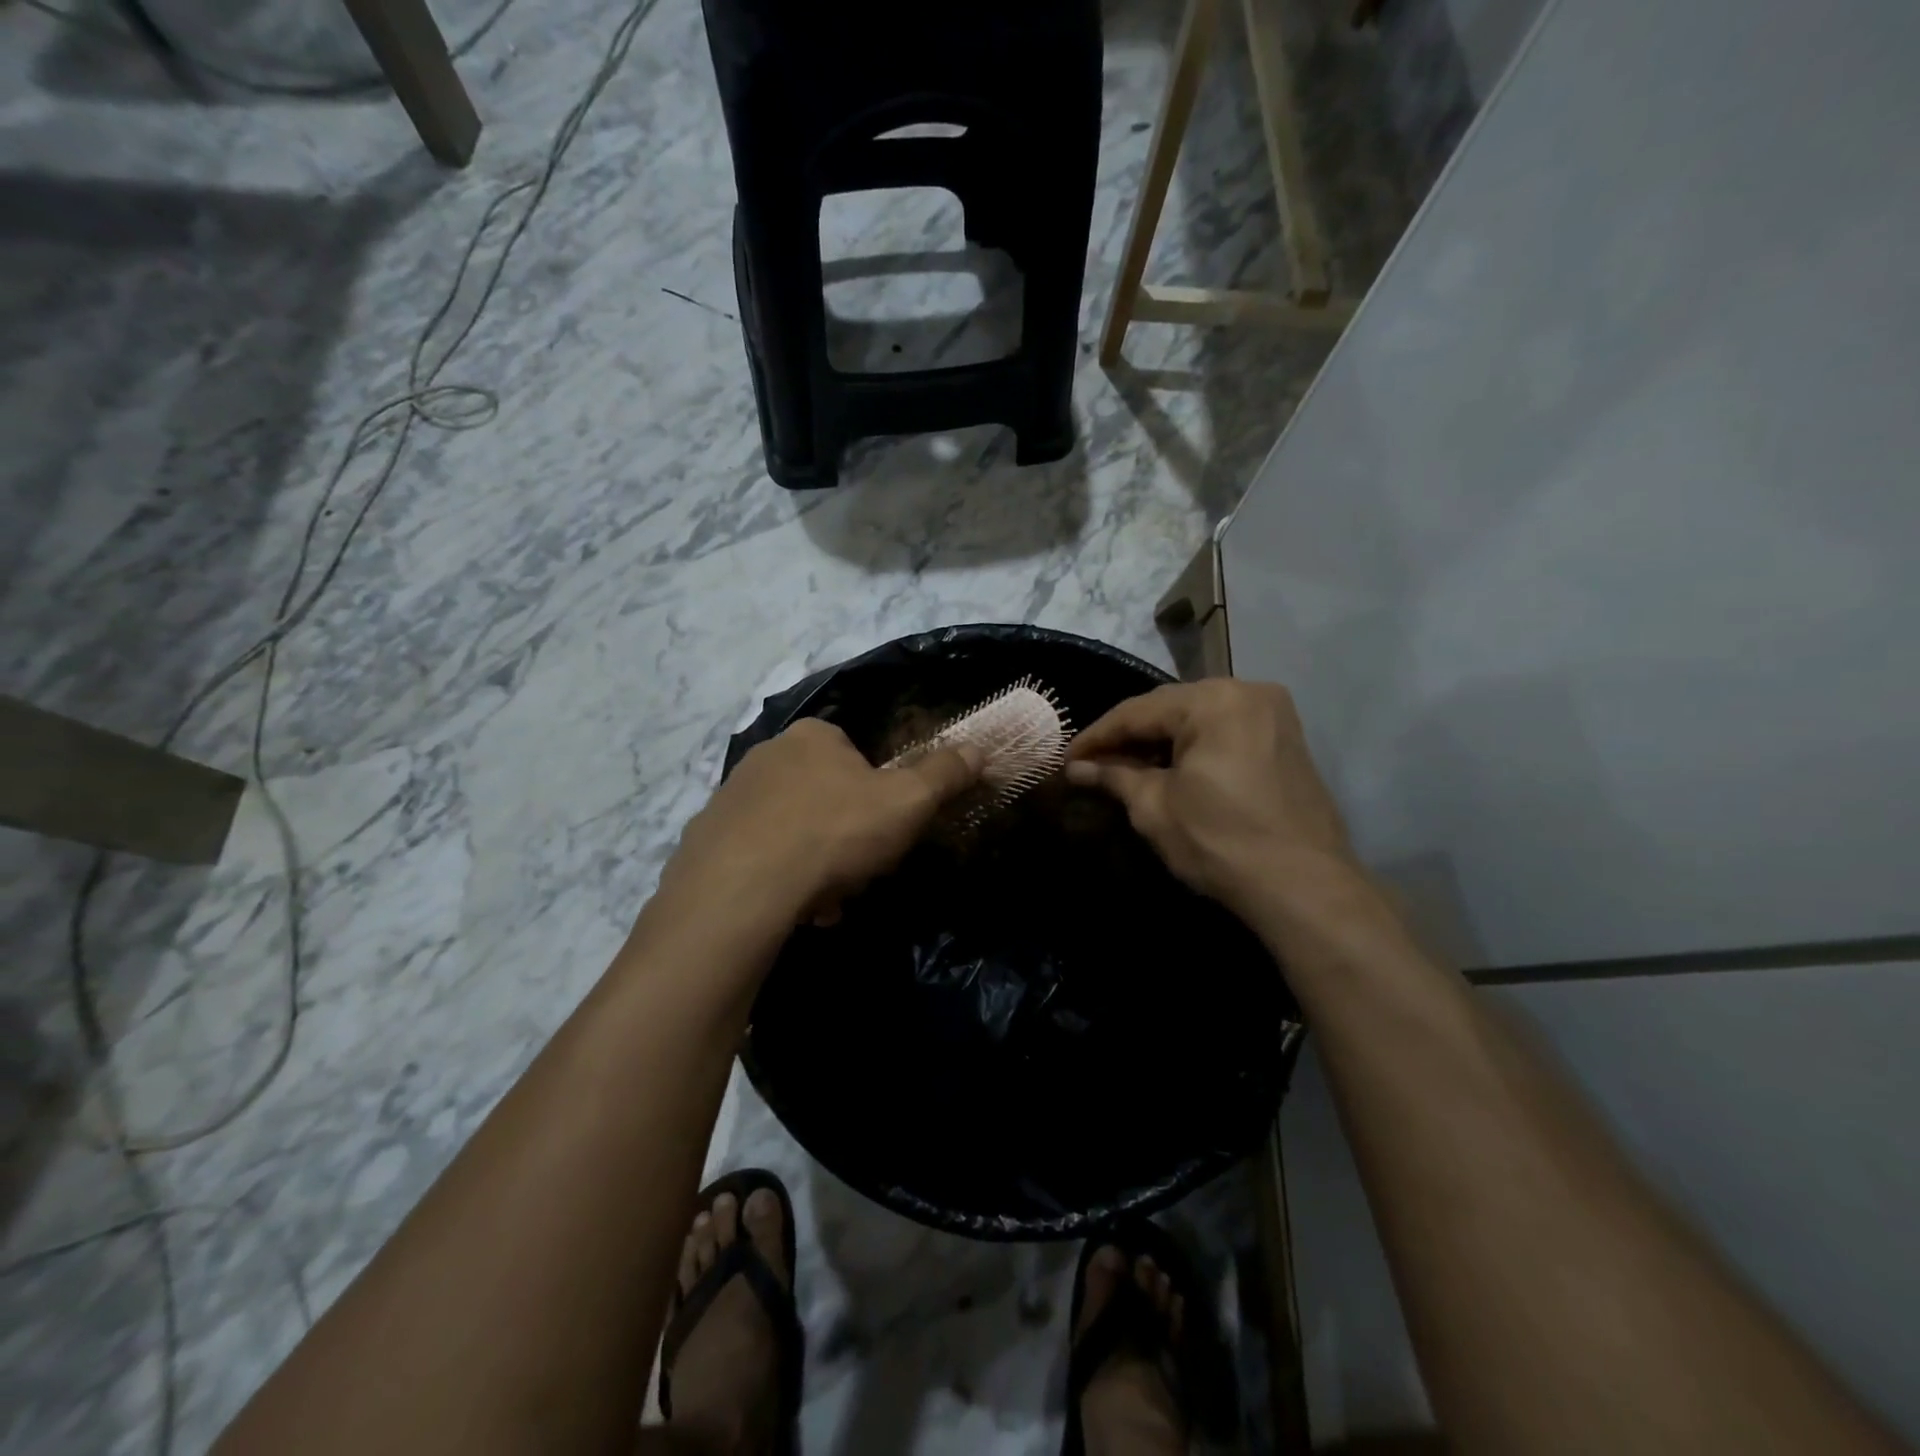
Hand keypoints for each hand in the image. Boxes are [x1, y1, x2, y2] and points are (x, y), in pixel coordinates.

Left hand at [652, 716, 980, 942]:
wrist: (741, 889)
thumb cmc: (834, 832)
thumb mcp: (907, 802)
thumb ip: (944, 774)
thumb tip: (978, 750)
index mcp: (812, 736)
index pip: (855, 756)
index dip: (877, 797)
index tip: (884, 834)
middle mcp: (765, 755)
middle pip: (824, 796)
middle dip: (846, 836)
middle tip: (858, 872)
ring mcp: (729, 797)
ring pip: (792, 830)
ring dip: (815, 864)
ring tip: (825, 901)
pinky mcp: (705, 840)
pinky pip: (757, 857)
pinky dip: (779, 881)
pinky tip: (793, 910)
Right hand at [1065, 679, 1367, 930]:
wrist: (1305, 887)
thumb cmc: (1220, 841)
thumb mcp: (1155, 807)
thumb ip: (1114, 777)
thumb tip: (1077, 769)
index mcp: (1213, 700)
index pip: (1137, 711)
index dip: (1096, 737)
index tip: (1066, 759)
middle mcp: (1247, 692)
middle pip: (1170, 709)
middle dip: (1128, 738)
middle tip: (1092, 765)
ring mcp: (1274, 715)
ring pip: (1198, 720)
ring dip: (1160, 743)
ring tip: (1124, 770)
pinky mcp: (1286, 741)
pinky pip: (1225, 733)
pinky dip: (1193, 749)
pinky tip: (1168, 771)